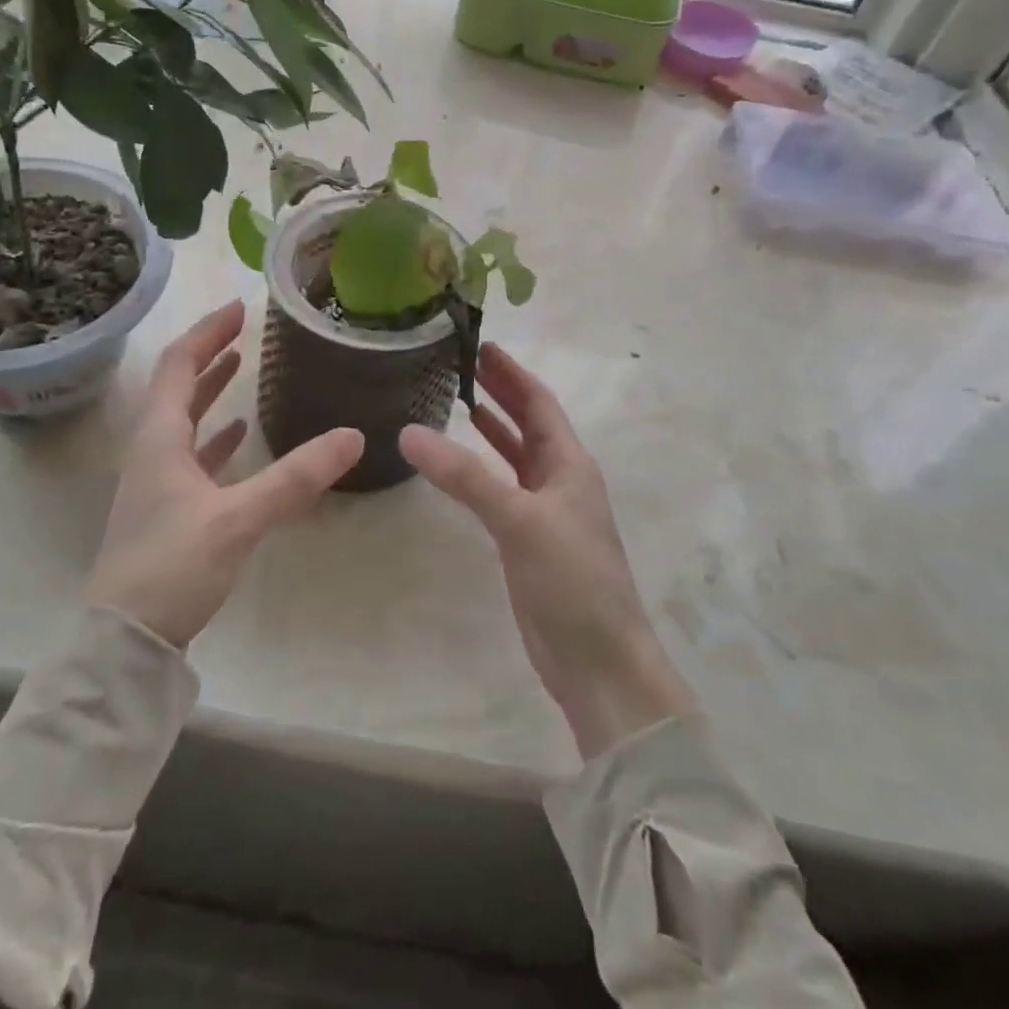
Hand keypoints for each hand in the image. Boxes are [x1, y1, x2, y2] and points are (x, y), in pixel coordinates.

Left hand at [85, 301, 363, 648]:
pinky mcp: (168, 509)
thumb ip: (296, 478)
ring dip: (210, 390)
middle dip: (209, 353)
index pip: (178, 365)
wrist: (124, 641)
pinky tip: (240, 435)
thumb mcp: (238, 520)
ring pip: (184, 419)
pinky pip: (192, 455)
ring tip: (241, 366)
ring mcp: (157, 481)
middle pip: (177, 385)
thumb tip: (353, 436)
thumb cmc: (172, 567)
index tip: (239, 308)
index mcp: (159, 437)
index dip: (207, 332)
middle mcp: (152, 450)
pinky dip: (215, 436)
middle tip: (244, 330)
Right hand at [400, 344, 694, 760]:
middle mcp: (560, 480)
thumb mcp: (519, 520)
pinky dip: (481, 470)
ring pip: (515, 456)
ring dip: (492, 428)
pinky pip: (501, 490)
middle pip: (529, 424)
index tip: (482, 345)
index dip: (512, 373)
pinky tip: (458, 465)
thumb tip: (410, 432)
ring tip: (457, 400)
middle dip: (501, 393)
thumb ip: (466, 476)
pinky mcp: (527, 542)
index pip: (539, 403)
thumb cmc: (572, 581)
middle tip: (463, 363)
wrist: (598, 663)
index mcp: (570, 464)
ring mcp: (544, 512)